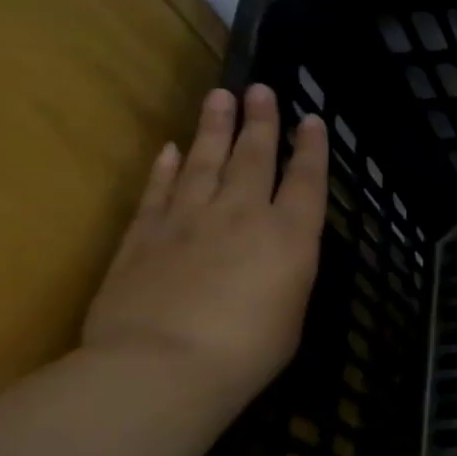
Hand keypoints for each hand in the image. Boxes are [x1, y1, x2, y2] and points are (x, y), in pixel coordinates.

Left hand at [83, 85, 327, 414]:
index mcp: (290, 235)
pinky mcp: (144, 235)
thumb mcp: (292, 311)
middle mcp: (243, 214)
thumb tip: (275, 255)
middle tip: (261, 89)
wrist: (161, 366)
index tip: (312, 120)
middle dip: (261, 121)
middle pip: (254, 157)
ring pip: (206, 162)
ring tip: (220, 97)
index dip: (311, 148)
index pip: (306, 180)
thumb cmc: (248, 350)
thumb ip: (287, 273)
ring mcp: (188, 220)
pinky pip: (159, 190)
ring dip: (215, 128)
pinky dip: (166, 167)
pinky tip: (172, 148)